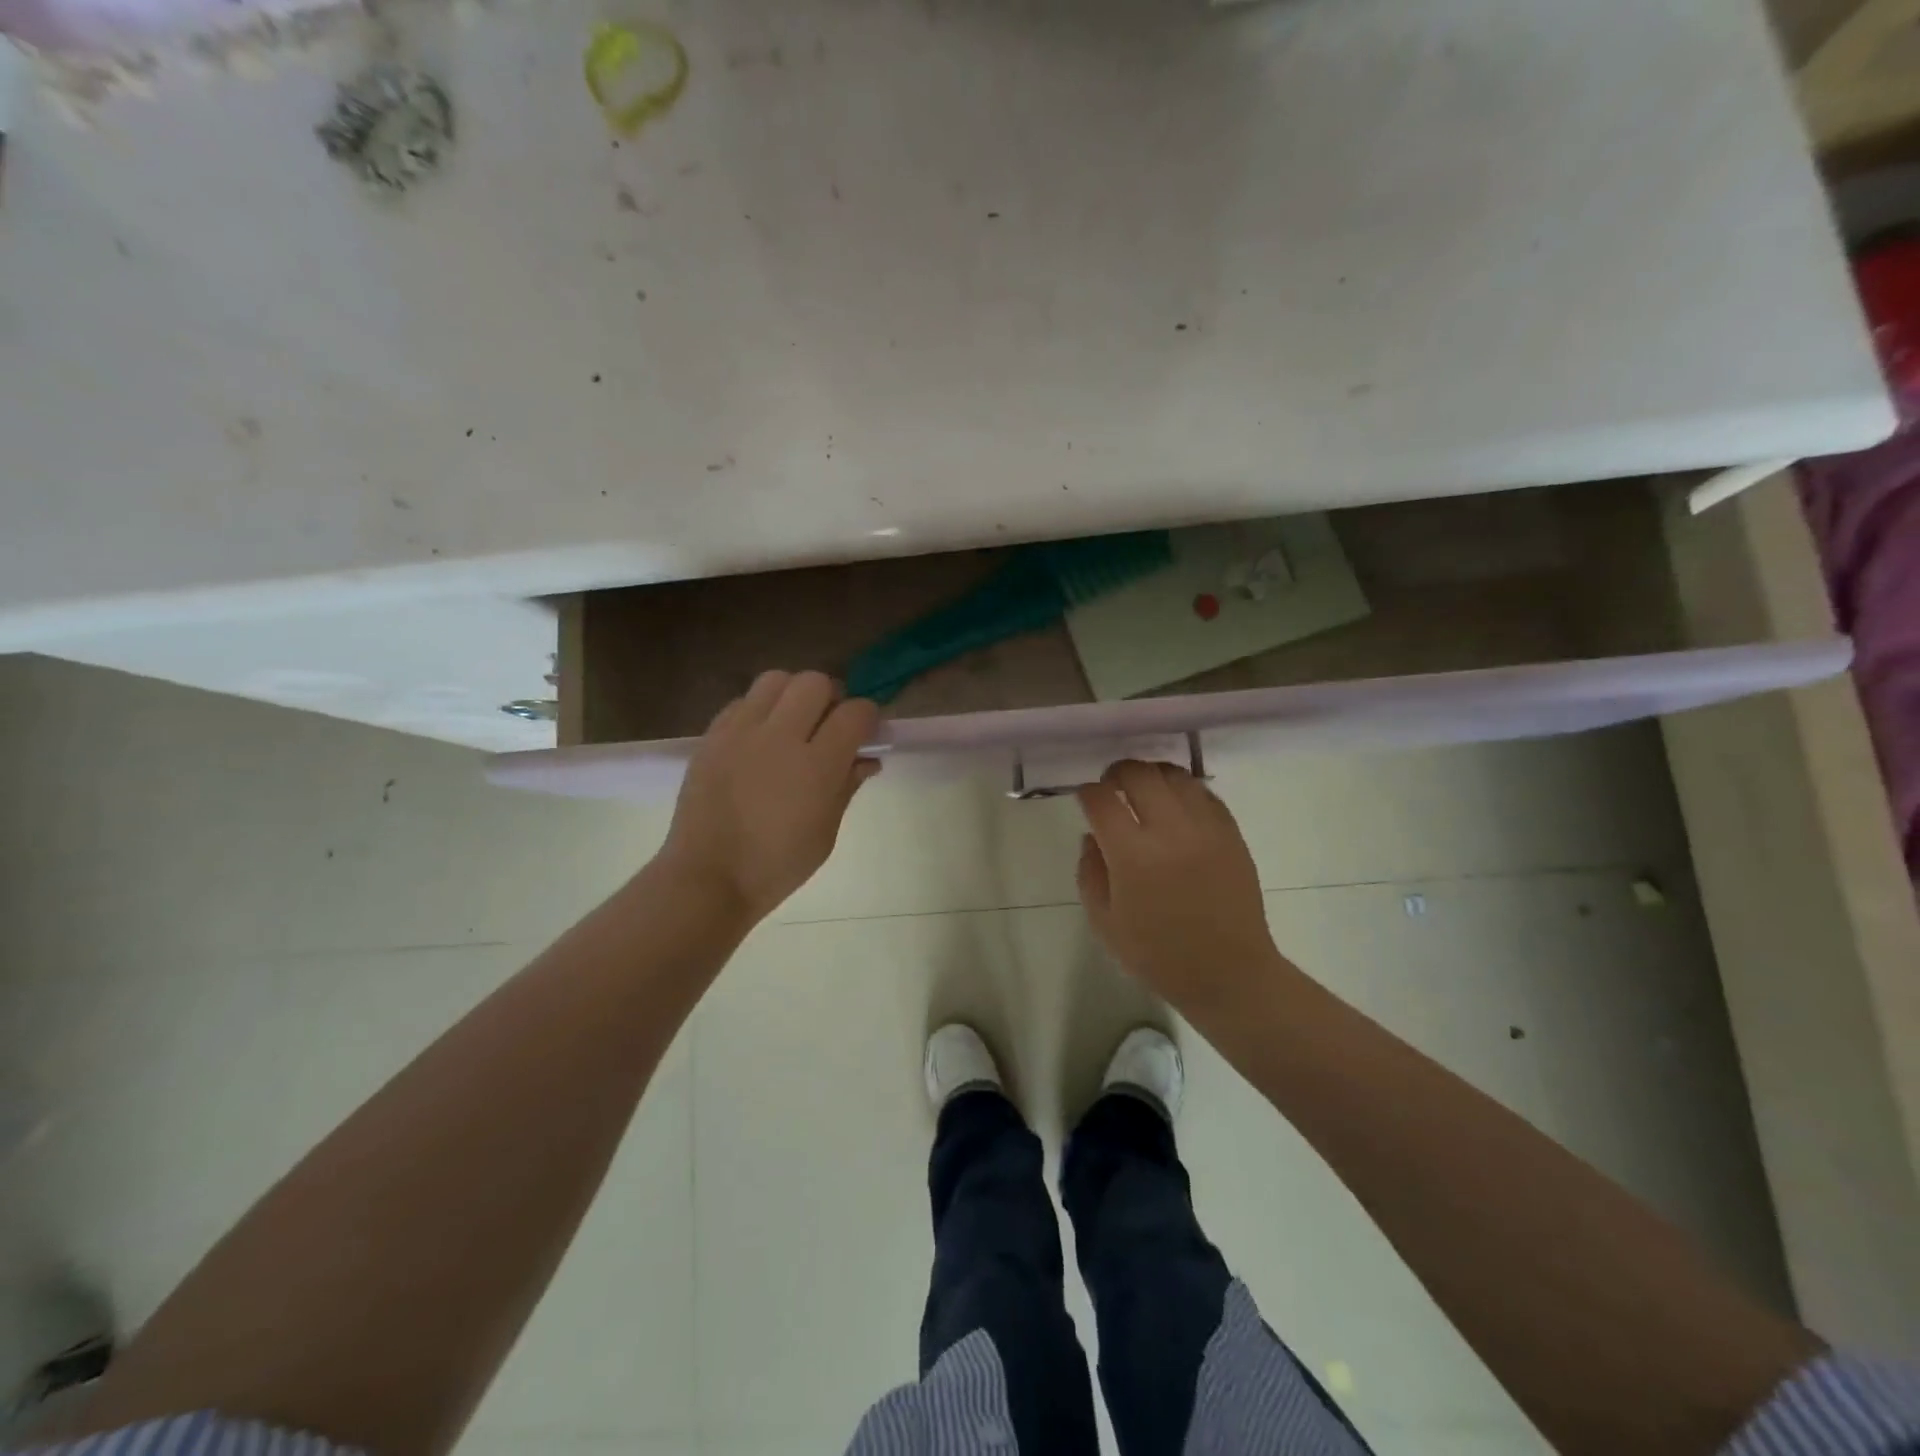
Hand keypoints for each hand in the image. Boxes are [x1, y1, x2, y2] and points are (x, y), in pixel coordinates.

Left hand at [658, 670, 880, 923]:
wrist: (708, 877)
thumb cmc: (777, 865)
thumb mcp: (826, 832)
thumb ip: (847, 786)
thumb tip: (867, 759)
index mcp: (815, 765)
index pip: (855, 713)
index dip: (868, 718)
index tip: (866, 733)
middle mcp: (779, 737)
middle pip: (815, 682)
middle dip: (831, 697)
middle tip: (829, 724)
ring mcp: (741, 732)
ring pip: (776, 679)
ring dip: (793, 694)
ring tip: (792, 723)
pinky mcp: (712, 735)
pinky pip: (743, 701)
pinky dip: (760, 710)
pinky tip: (760, 739)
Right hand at [1076, 760, 1289, 1017]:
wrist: (1229, 973)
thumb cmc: (1158, 955)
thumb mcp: (1104, 922)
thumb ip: (1089, 872)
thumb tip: (1093, 835)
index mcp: (1133, 856)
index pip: (1101, 800)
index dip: (1086, 794)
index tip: (1084, 801)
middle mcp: (1169, 831)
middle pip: (1138, 774)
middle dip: (1116, 774)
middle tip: (1110, 788)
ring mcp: (1205, 828)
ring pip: (1173, 775)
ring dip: (1150, 776)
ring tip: (1143, 792)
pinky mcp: (1231, 832)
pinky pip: (1203, 792)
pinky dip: (1182, 790)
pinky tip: (1174, 807)